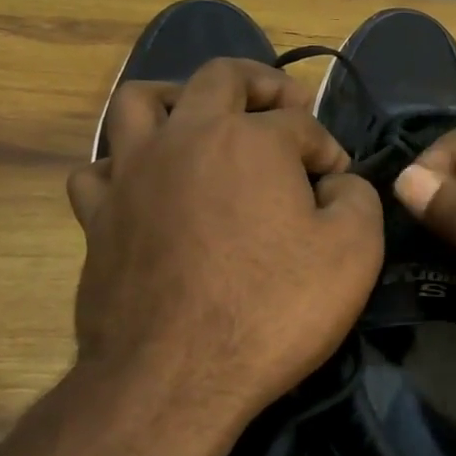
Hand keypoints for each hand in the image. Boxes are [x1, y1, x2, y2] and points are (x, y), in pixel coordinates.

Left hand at [68, 59, 382, 450]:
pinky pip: (99, 169)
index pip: (301, 124)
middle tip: (283, 103)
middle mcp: (185, 138)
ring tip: (199, 118)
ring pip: (139, 102)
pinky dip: (124, 166)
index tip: (339, 183)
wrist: (177, 377)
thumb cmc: (272, 310)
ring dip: (177, 98)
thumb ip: (358, 198)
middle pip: (219, 78)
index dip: (328, 149)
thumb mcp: (354, 253)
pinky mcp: (97, 218)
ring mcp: (132, 174)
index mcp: (250, 140)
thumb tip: (337, 183)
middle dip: (261, 83)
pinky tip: (145, 187)